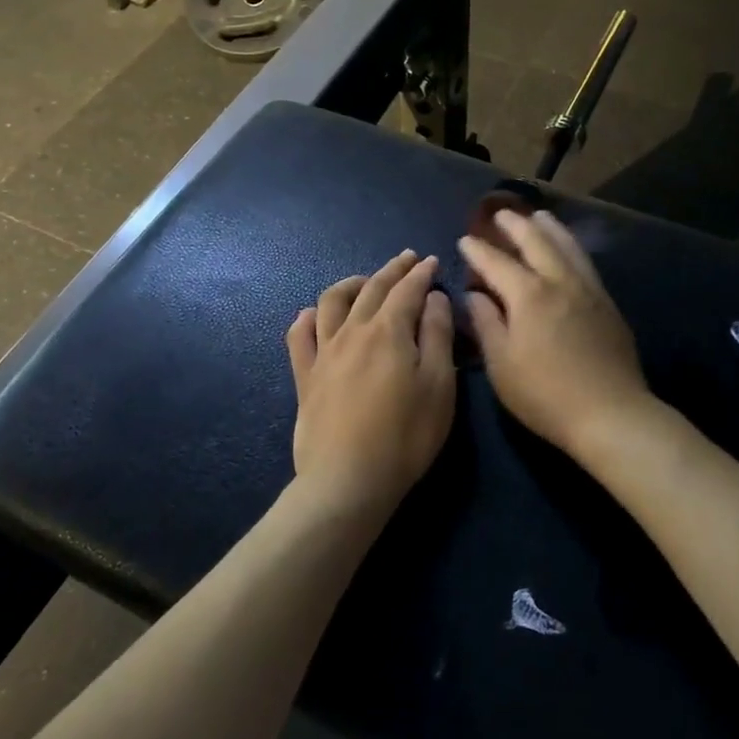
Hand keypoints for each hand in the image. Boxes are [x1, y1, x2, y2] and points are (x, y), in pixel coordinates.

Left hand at [286, 251, 456, 514]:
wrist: (347, 480)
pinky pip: (299, 336)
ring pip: (332, 302)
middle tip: (407, 259)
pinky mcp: (305, 376)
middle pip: (372, 288)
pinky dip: (307, 318)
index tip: (432, 261)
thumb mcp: (439, 386)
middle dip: (392, 270)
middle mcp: (353, 331)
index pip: (407, 290)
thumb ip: (437, 335)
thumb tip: (433, 298)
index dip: (421, 273)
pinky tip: (311, 314)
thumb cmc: (405, 436)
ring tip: (364, 281)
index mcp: (389, 331)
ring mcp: (324, 352)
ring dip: (351, 283)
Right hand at [459, 209, 652, 461]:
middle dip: (515, 225)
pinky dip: (571, 246)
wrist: (611, 414)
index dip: (478, 250)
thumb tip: (475, 294)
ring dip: (550, 228)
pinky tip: (569, 250)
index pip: (497, 262)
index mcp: (528, 295)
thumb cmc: (545, 395)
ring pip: (567, 246)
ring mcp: (588, 290)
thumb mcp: (502, 365)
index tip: (465, 240)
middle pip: (536, 241)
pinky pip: (585, 262)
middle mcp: (559, 281)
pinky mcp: (607, 303)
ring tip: (539, 216)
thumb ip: (486, 324)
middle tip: (500, 214)